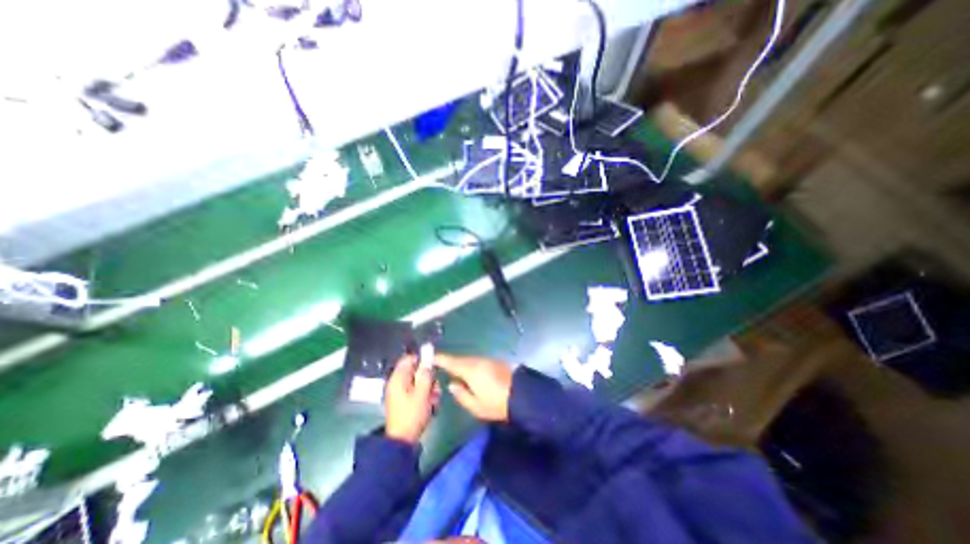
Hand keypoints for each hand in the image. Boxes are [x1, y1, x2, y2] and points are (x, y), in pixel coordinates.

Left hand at [385, 354, 441, 443]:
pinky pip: (416, 391)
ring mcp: (399, 392)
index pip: (409, 358)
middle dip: (428, 377)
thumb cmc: (412, 414)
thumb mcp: (422, 392)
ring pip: (418, 382)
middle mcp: (397, 383)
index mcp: (398, 378)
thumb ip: (426, 374)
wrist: (402, 441)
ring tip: (434, 399)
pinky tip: (430, 405)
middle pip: (415, 371)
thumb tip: (428, 359)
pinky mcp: (403, 401)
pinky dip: (424, 395)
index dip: (422, 359)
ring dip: (428, 388)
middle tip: (435, 387)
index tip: (433, 367)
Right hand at [436, 354, 514, 422]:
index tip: (430, 357)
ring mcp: (487, 360)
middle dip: (450, 362)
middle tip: (440, 365)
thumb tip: (451, 384)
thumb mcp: (476, 406)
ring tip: (453, 371)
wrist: (522, 395)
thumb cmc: (496, 403)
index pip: (452, 362)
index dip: (440, 359)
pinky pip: (477, 361)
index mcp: (471, 370)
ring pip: (469, 359)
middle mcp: (478, 361)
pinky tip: (470, 373)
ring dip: (461, 364)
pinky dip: (470, 365)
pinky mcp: (495, 361)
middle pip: (460, 359)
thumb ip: (461, 395)